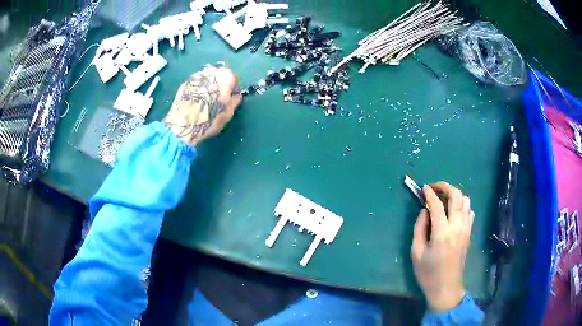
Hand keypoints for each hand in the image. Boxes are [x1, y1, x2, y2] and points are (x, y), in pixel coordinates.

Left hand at [164, 65, 241, 145]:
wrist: (183, 125)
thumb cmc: (210, 119)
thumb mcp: (228, 113)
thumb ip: (234, 101)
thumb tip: (236, 96)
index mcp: (225, 77)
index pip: (234, 77)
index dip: (233, 87)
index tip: (230, 97)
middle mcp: (211, 72)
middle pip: (219, 74)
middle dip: (220, 83)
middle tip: (217, 98)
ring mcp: (196, 76)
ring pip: (206, 77)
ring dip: (208, 85)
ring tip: (205, 99)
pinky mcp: (184, 83)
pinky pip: (195, 83)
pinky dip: (197, 89)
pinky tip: (195, 101)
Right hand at [410, 182, 474, 311]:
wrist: (446, 288)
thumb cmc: (428, 273)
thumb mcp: (416, 253)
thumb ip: (419, 228)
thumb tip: (424, 211)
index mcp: (442, 232)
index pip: (437, 204)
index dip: (430, 193)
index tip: (424, 188)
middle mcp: (457, 227)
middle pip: (457, 196)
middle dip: (446, 187)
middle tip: (435, 188)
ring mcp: (465, 230)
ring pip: (466, 202)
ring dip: (455, 195)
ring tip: (444, 199)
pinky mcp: (469, 234)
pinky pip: (469, 213)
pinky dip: (462, 207)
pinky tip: (454, 213)